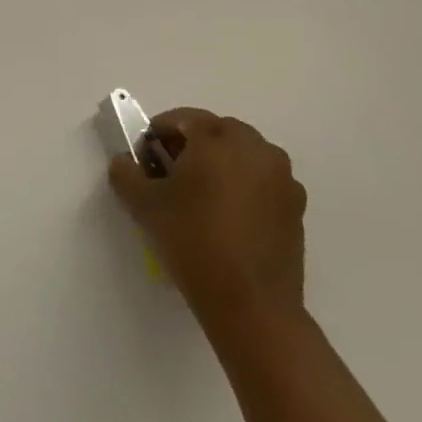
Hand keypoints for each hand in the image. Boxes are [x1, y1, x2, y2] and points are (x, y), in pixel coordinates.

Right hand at [107, 107, 306, 332]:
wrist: (250, 303)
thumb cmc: (192, 241)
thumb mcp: (143, 204)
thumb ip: (125, 172)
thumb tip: (125, 161)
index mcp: (218, 140)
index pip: (184, 118)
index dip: (159, 131)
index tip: (144, 154)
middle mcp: (256, 149)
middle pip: (218, 131)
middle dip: (192, 143)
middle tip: (169, 171)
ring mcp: (282, 178)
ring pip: (244, 154)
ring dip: (220, 162)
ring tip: (200, 194)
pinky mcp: (296, 206)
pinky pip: (263, 180)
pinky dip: (243, 185)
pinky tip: (226, 215)